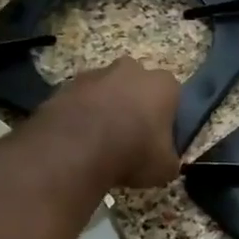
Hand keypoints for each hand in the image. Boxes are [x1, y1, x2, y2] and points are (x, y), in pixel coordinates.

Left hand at [47, 57, 179, 188]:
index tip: (159, 139)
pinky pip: (80, 102)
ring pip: (106, 91)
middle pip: (138, 86)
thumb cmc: (133, 154)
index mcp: (162, 84)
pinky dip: (80, 116)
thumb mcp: (166, 168)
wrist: (75, 151)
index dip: (167, 117)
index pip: (173, 96)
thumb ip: (169, 159)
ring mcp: (95, 74)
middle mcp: (131, 70)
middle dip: (135, 106)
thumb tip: (164, 161)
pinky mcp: (65, 86)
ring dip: (105, 109)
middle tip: (130, 137)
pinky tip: (78, 141)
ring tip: (100, 143)